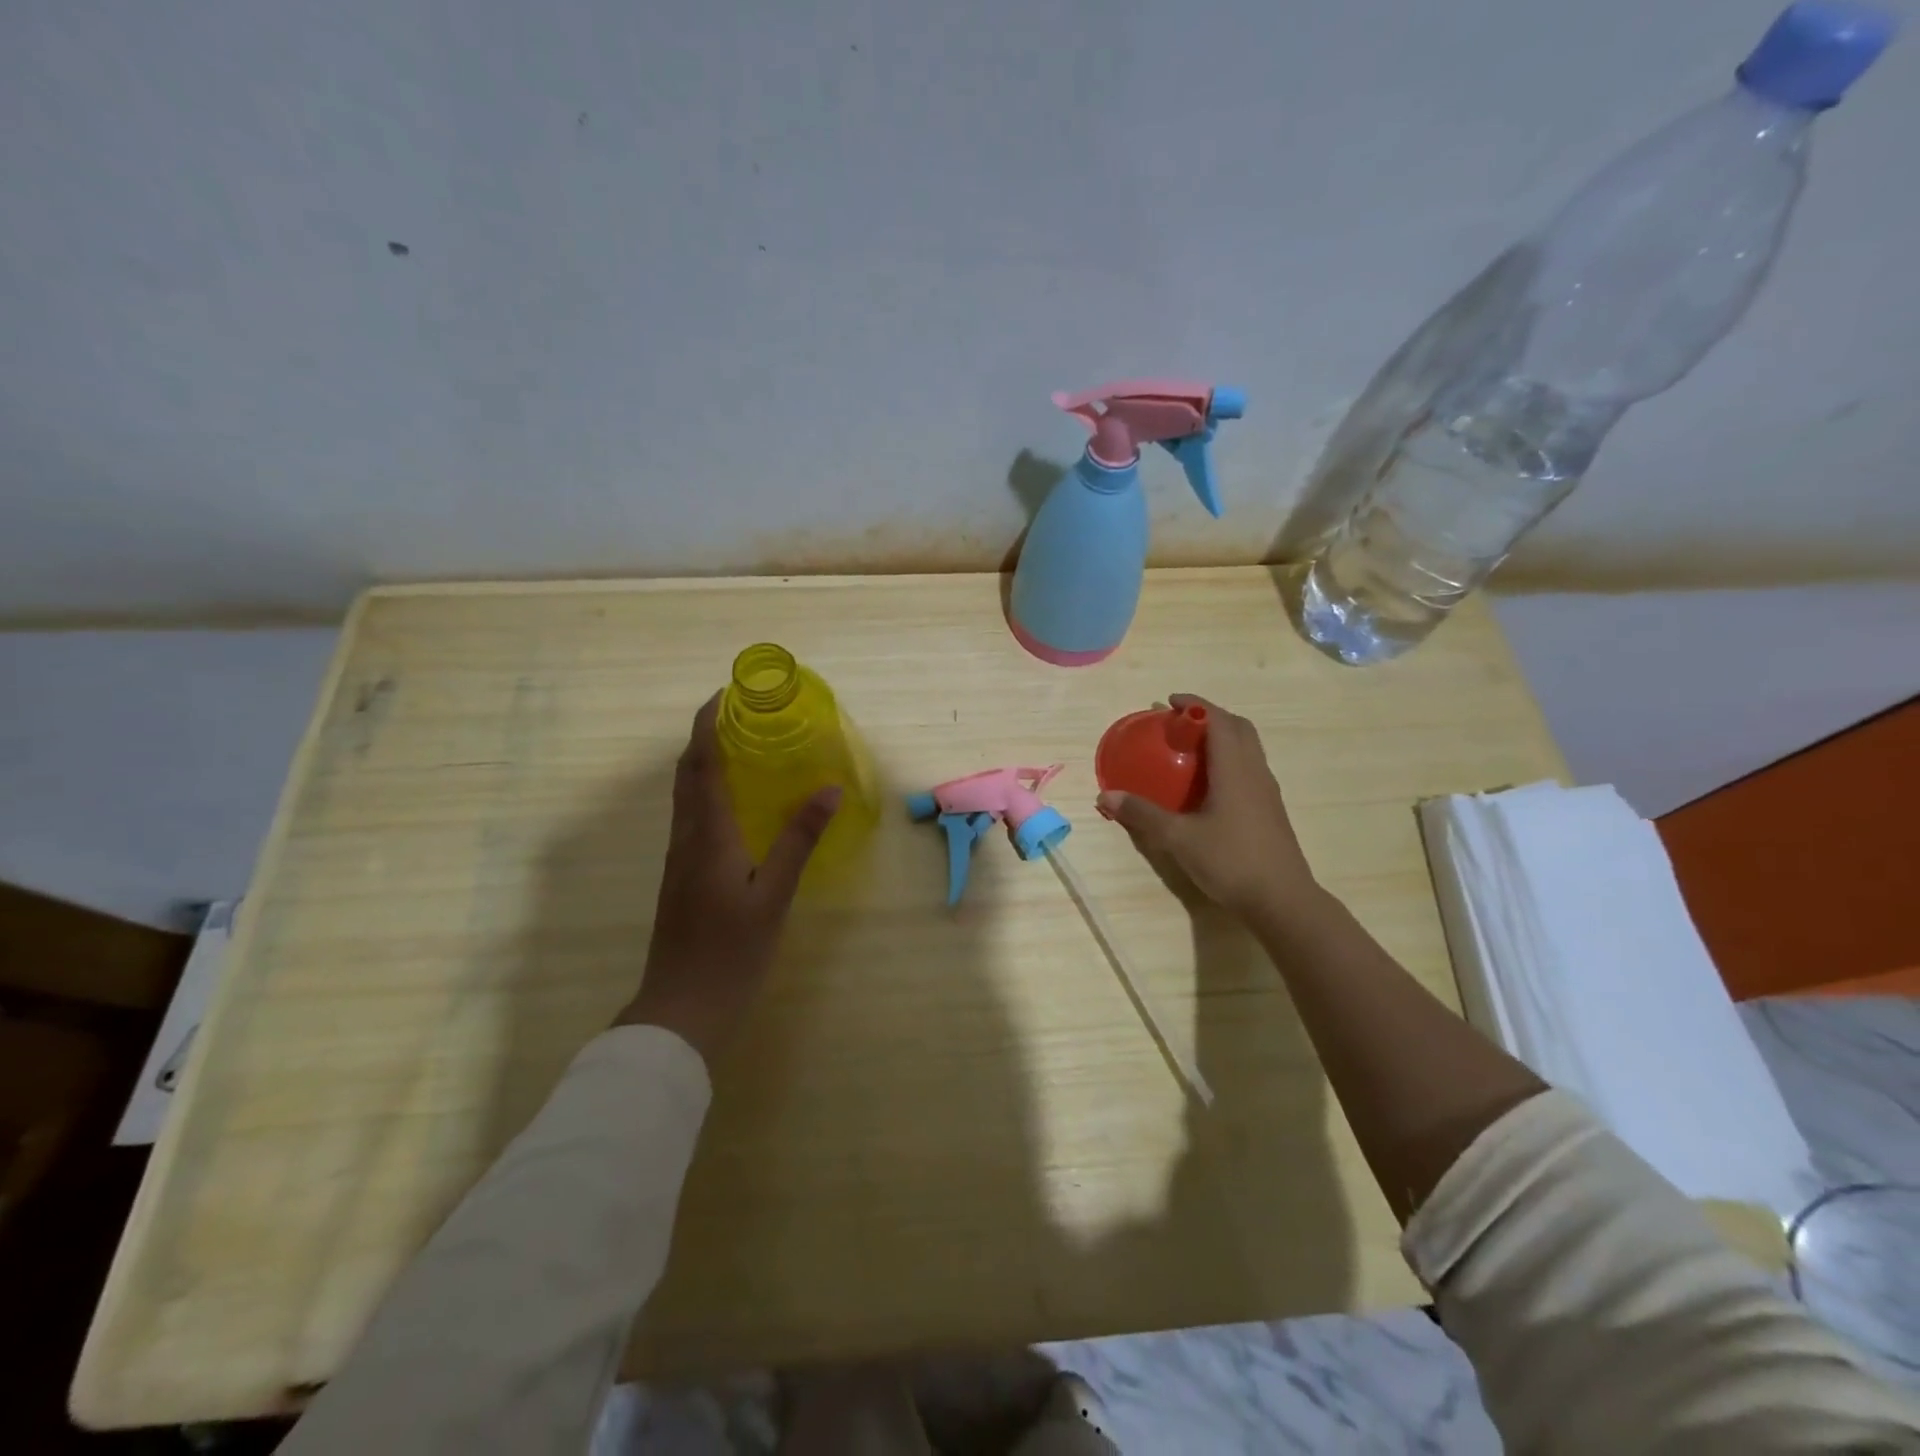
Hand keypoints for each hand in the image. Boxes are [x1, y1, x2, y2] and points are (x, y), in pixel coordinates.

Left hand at [616, 693, 839, 1067]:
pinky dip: (707, 793)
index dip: (708, 725)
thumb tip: (828, 789)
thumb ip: (799, 839)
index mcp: (707, 835)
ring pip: (686, 797)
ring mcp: (679, 860)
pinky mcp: (682, 878)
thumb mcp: (774, 895)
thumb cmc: (731, 952)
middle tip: (738, 714)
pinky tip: (733, 804)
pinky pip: (692, 818)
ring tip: (739, 747)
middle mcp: (686, 838)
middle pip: (687, 774)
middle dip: (706, 737)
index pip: (702, 764)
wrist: (682, 1009)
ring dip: (705, 763)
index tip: (724, 694)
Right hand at [1097, 694, 1322, 925]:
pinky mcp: (1269, 810)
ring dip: (1222, 738)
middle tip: (1180, 724)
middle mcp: (1254, 772)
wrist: (1282, 900)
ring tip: (1192, 749)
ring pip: (1248, 748)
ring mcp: (1266, 791)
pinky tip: (1208, 785)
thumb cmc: (1230, 861)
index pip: (1218, 720)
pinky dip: (1228, 760)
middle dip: (1210, 717)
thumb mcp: (1179, 838)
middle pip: (1238, 728)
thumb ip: (1143, 813)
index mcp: (1234, 769)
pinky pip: (1249, 768)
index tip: (1170, 702)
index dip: (1195, 705)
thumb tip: (1106, 796)